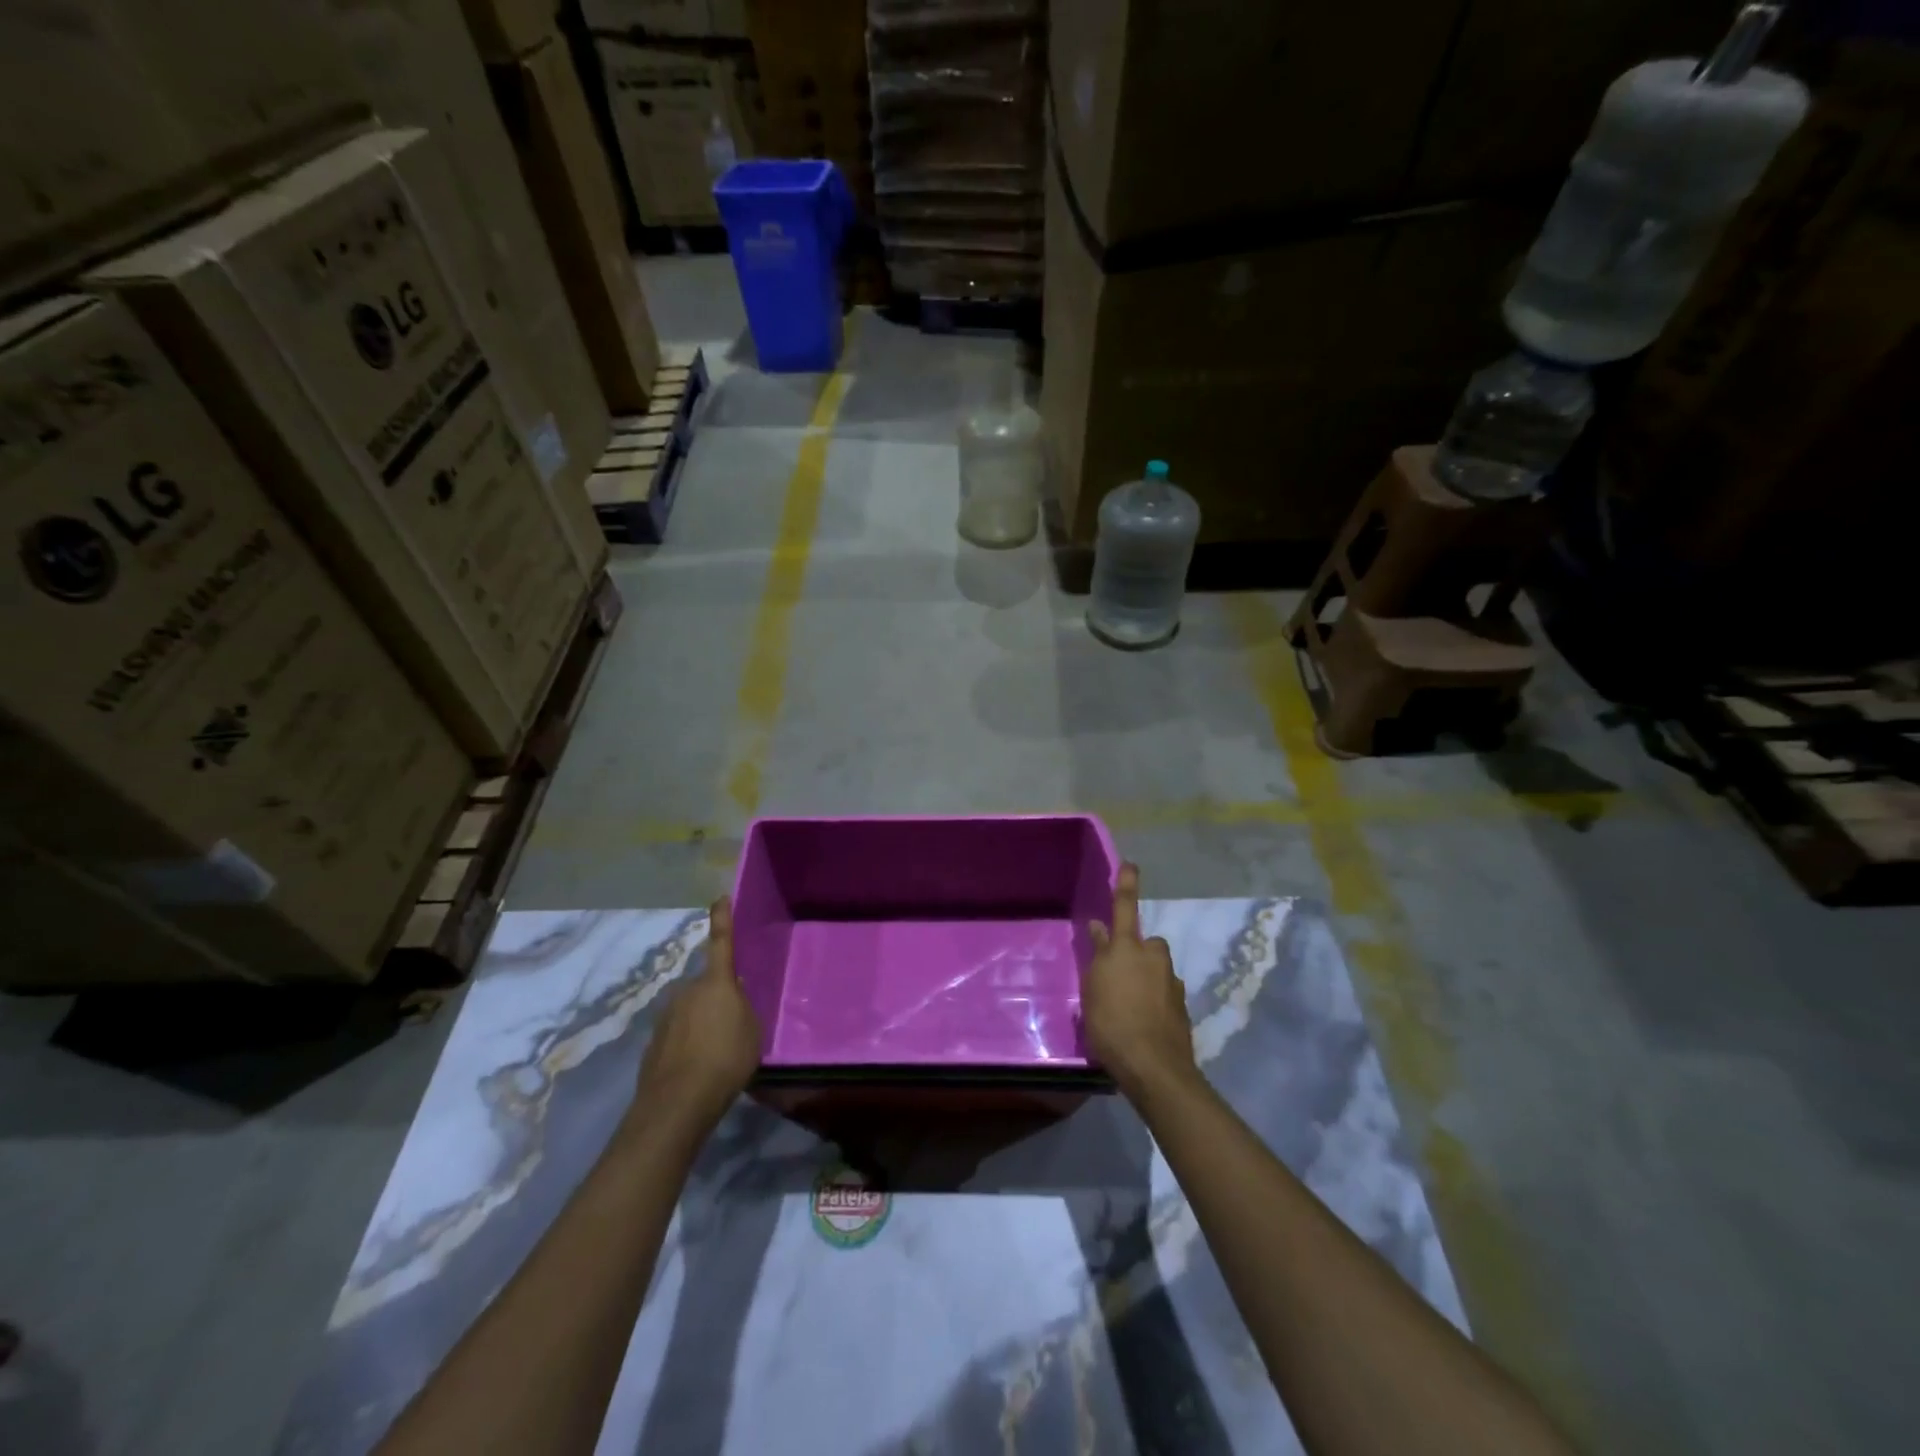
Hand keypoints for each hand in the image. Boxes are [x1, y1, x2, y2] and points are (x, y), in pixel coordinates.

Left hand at [636, 896, 762, 1134]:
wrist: (677, 1102)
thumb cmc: (725, 1058)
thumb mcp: (752, 1029)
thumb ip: (743, 1007)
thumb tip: (734, 995)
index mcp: (716, 982)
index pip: (722, 941)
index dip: (722, 919)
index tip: (720, 898)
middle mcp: (687, 991)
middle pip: (708, 986)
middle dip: (720, 998)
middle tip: (736, 1023)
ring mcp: (666, 1016)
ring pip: (693, 1011)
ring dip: (704, 1024)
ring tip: (719, 1053)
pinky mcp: (654, 1043)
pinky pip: (680, 1035)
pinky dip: (691, 1045)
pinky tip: (700, 1068)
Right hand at [1082, 863, 1196, 1099]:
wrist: (1154, 1067)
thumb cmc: (1111, 1023)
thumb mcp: (1093, 989)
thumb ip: (1098, 956)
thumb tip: (1099, 928)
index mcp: (1127, 948)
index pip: (1125, 907)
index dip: (1126, 884)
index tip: (1131, 864)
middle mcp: (1153, 958)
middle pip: (1146, 944)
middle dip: (1137, 952)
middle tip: (1119, 975)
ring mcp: (1171, 983)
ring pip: (1156, 971)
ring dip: (1146, 979)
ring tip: (1128, 1006)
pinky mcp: (1182, 1008)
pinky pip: (1163, 994)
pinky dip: (1155, 1002)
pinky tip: (1142, 1022)